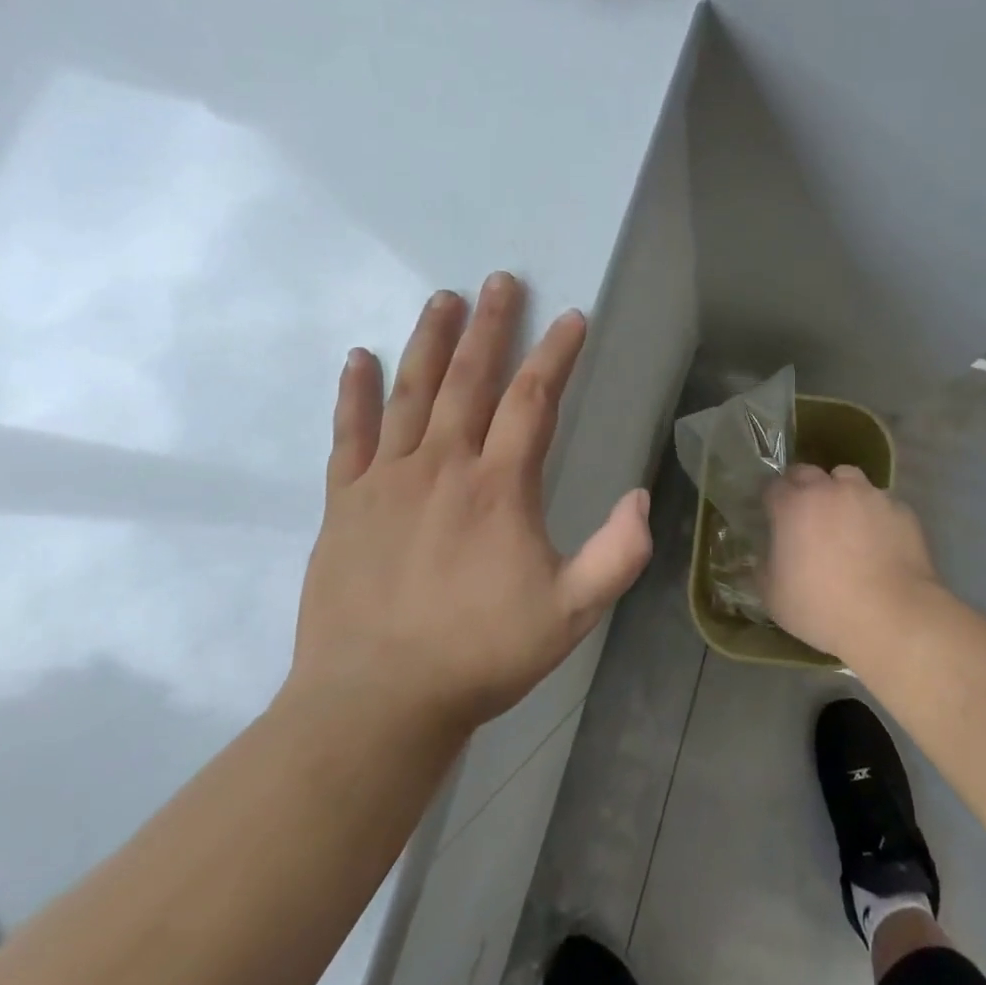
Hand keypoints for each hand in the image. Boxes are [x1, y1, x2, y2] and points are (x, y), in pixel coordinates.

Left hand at [289, 273, 652, 736]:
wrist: (375, 703)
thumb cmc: (480, 655)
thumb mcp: (570, 614)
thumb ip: (616, 554)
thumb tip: (641, 496)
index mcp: (499, 487)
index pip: (533, 400)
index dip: (556, 354)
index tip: (571, 318)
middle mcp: (442, 466)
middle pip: (470, 379)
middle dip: (490, 326)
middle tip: (499, 281)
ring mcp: (387, 480)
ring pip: (411, 393)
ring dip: (430, 342)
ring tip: (442, 299)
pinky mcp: (344, 502)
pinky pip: (349, 434)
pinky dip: (353, 393)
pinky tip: (358, 357)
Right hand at [760, 464, 940, 665]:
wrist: (892, 618)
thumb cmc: (823, 608)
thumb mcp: (774, 597)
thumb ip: (764, 567)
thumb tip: (768, 555)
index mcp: (793, 506)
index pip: (774, 486)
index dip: (773, 501)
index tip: (775, 519)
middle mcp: (830, 489)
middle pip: (808, 472)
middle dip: (803, 488)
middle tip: (807, 517)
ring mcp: (869, 495)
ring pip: (849, 478)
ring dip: (841, 492)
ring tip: (846, 521)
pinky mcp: (900, 509)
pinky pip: (881, 502)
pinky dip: (874, 514)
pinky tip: (879, 540)